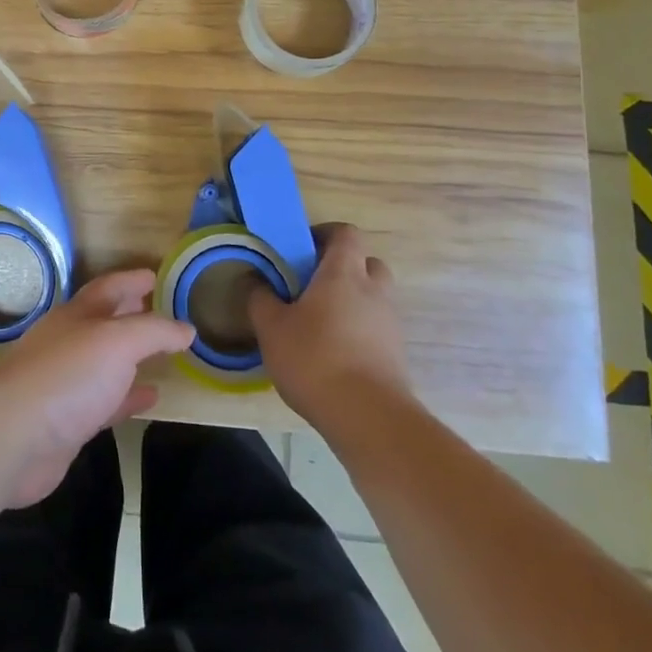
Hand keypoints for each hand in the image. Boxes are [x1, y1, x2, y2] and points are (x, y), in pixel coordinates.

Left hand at [0, 269, 194, 507]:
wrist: (12, 437)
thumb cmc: (67, 376)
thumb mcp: (118, 341)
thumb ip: (154, 332)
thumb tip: (187, 328)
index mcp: (77, 315)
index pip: (109, 288)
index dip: (132, 279)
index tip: (156, 275)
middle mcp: (70, 342)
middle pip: (105, 321)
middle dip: (131, 314)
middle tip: (161, 310)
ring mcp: (67, 382)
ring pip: (107, 363)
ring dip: (133, 357)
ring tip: (164, 354)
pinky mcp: (68, 421)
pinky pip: (107, 402)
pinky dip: (129, 397)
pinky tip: (151, 398)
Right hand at [249, 223, 412, 425]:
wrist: (369, 418)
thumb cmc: (315, 359)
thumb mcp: (272, 328)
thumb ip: (260, 299)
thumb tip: (254, 281)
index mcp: (344, 273)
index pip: (346, 233)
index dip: (326, 234)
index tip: (302, 249)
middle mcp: (373, 291)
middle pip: (367, 262)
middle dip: (344, 267)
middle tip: (314, 284)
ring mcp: (390, 323)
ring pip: (374, 297)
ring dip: (353, 300)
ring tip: (321, 322)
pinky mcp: (397, 354)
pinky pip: (377, 328)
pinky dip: (360, 330)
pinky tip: (335, 353)